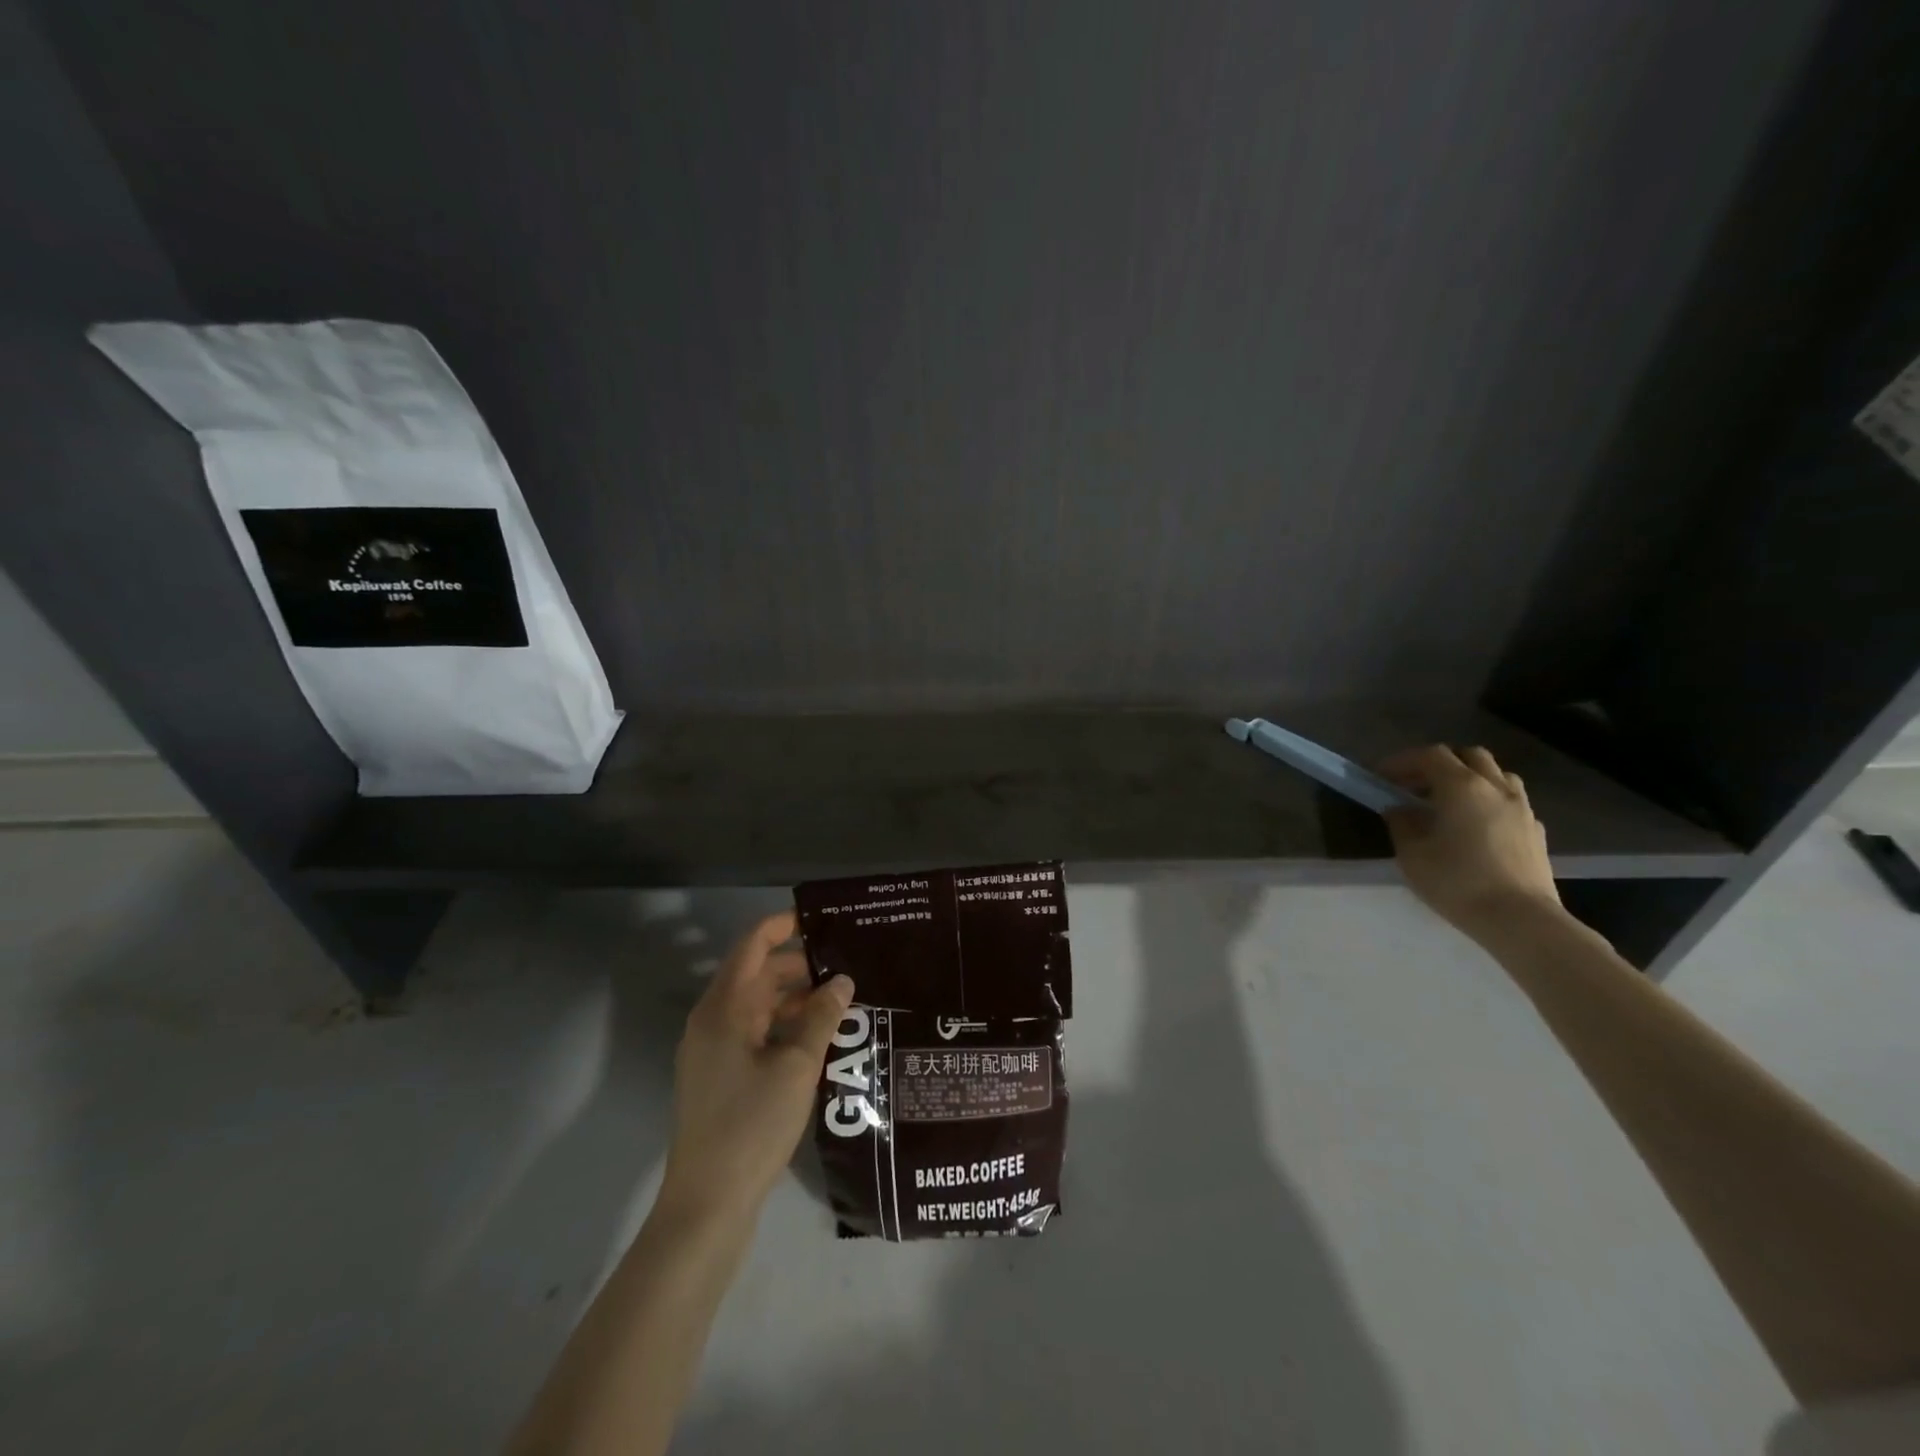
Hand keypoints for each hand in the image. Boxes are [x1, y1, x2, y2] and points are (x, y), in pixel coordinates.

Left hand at [658, 912, 853, 1221]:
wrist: (707, 1206)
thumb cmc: (751, 1125)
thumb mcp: (797, 1067)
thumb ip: (821, 1017)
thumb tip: (842, 980)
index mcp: (724, 1008)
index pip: (753, 946)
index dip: (784, 926)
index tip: (822, 920)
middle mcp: (712, 1021)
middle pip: (756, 974)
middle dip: (799, 966)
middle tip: (846, 965)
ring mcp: (712, 1051)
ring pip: (757, 1006)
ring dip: (794, 999)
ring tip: (840, 1001)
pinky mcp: (719, 1077)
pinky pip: (754, 1034)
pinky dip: (783, 1026)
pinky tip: (818, 1039)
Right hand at [1378, 745, 1561, 940]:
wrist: (1521, 920)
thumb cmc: (1457, 882)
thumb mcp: (1412, 854)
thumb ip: (1402, 823)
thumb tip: (1400, 809)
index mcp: (1462, 787)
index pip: (1430, 755)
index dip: (1402, 761)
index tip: (1381, 777)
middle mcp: (1496, 788)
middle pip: (1469, 756)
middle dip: (1440, 764)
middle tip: (1416, 785)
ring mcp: (1522, 809)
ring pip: (1496, 775)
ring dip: (1469, 779)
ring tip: (1448, 803)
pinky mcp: (1536, 832)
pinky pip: (1511, 802)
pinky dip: (1489, 802)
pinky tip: (1476, 827)